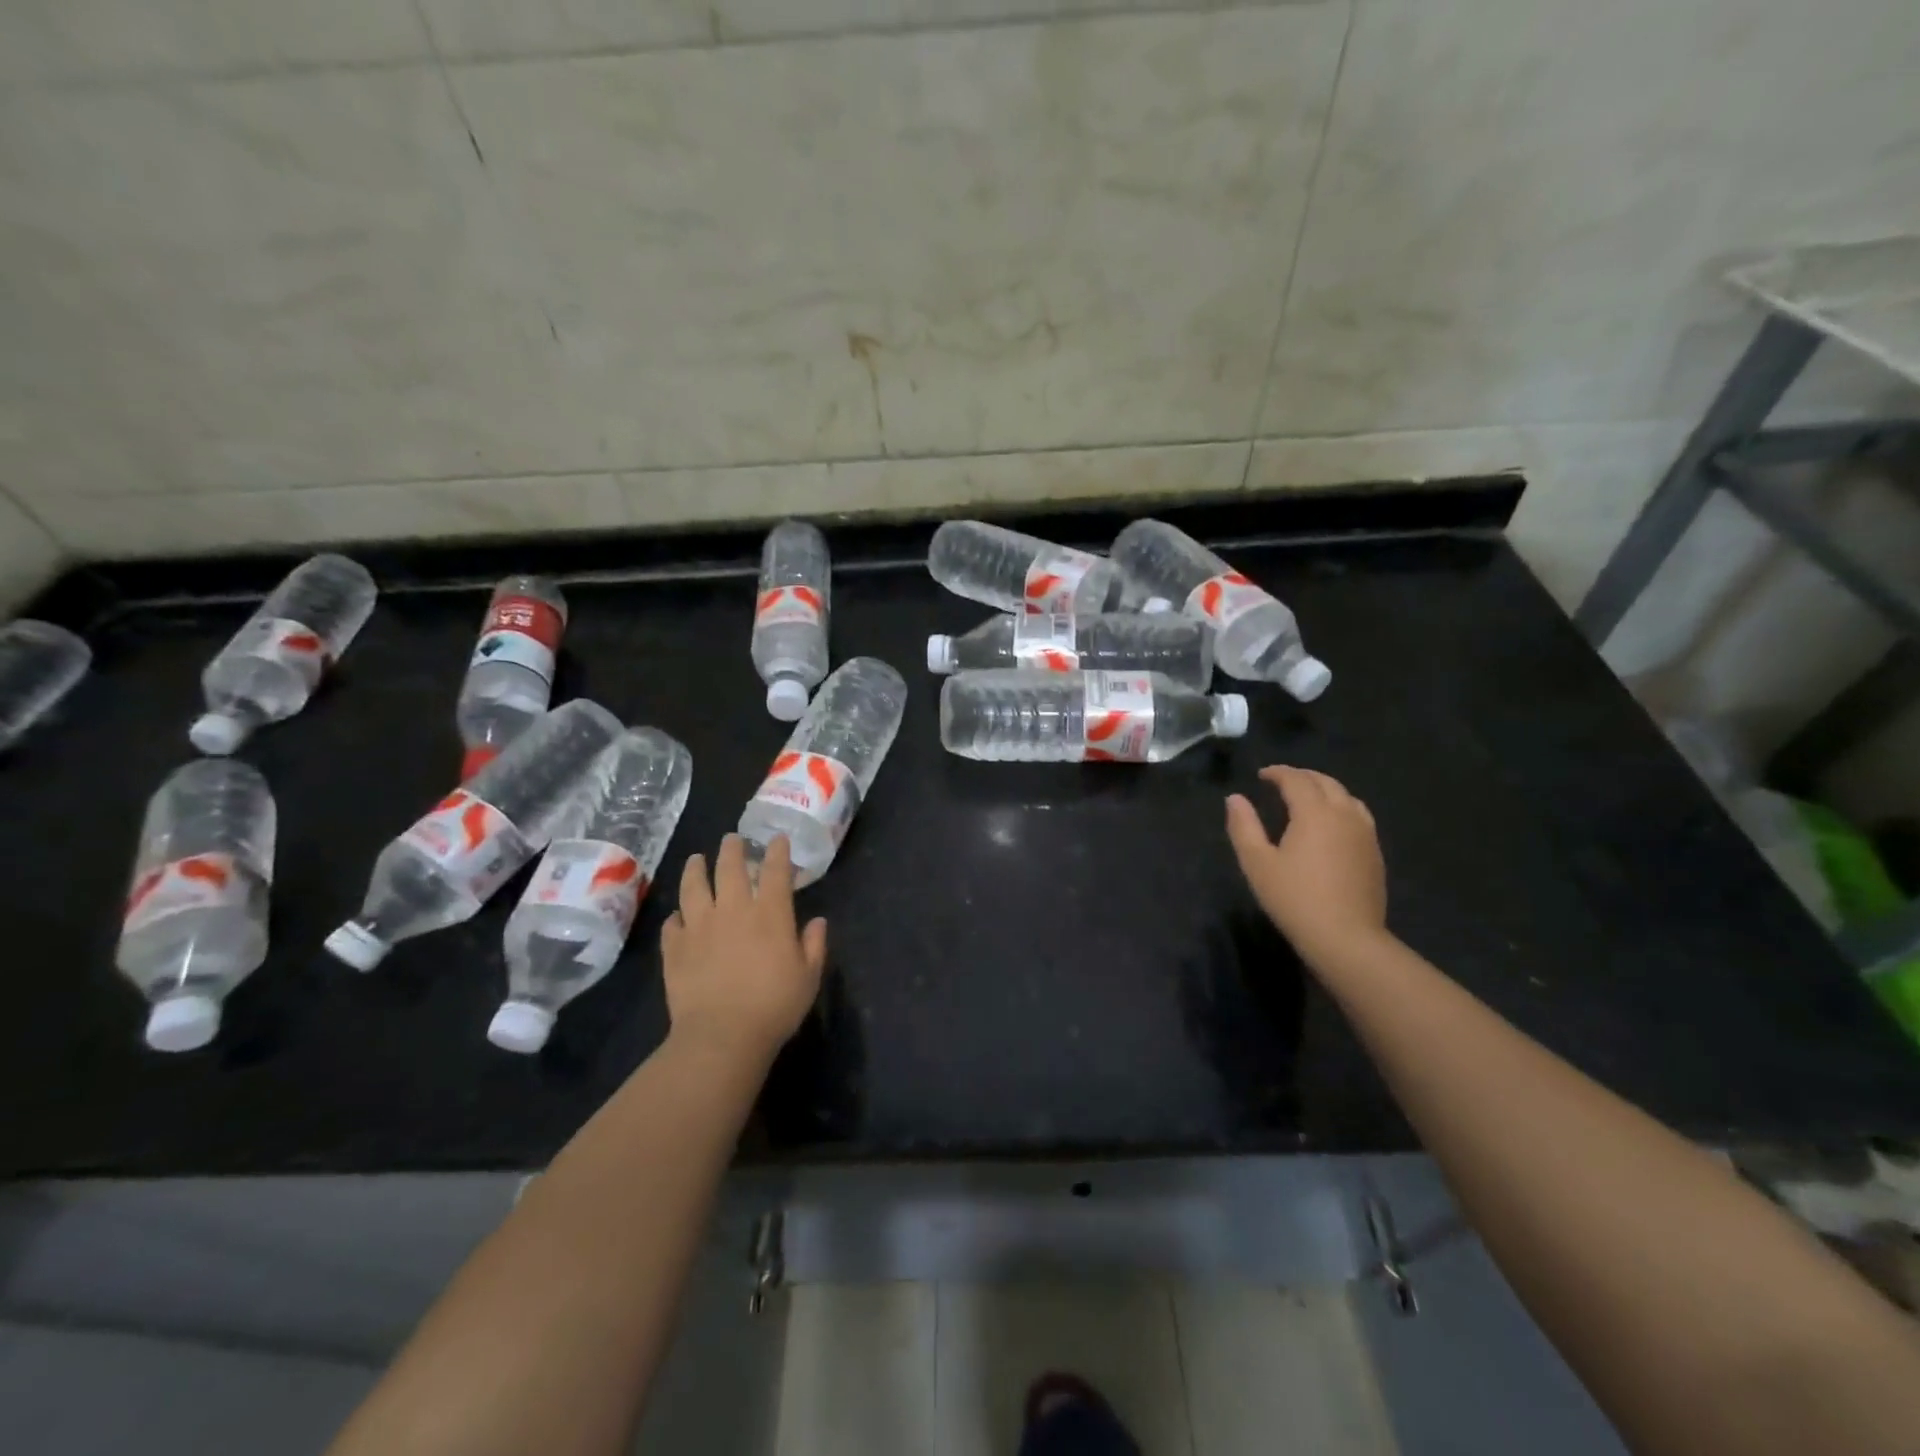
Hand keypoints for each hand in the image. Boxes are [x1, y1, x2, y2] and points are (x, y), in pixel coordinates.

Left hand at [662, 834, 827, 1065]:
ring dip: (696, 869)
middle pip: (730, 868)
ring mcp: (699, 927)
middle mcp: (733, 910)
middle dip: (733, 849)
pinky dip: (676, 917)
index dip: (777, 851)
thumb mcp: (808, 977)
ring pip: (694, 887)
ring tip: (696, 859)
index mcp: (770, 914)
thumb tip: (817, 922)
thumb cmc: (774, 1006)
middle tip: (732, 839)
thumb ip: (814, 945)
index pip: (775, 871)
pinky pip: (672, 924)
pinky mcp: (675, 948)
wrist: (721, 1035)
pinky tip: (677, 917)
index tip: (777, 839)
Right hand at [1226, 766, 1387, 967]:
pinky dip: (1341, 807)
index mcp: (1314, 813)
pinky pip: (1359, 816)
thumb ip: (1244, 826)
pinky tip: (1332, 824)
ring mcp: (1365, 834)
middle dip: (1303, 776)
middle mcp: (1344, 815)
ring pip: (1347, 797)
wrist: (1346, 938)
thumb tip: (1235, 799)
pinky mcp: (1375, 853)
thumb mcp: (1257, 863)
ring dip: (1325, 789)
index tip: (1262, 775)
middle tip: (1282, 780)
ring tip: (1308, 797)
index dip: (1278, 773)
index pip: (1296, 780)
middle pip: (1326, 782)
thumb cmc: (1294, 899)